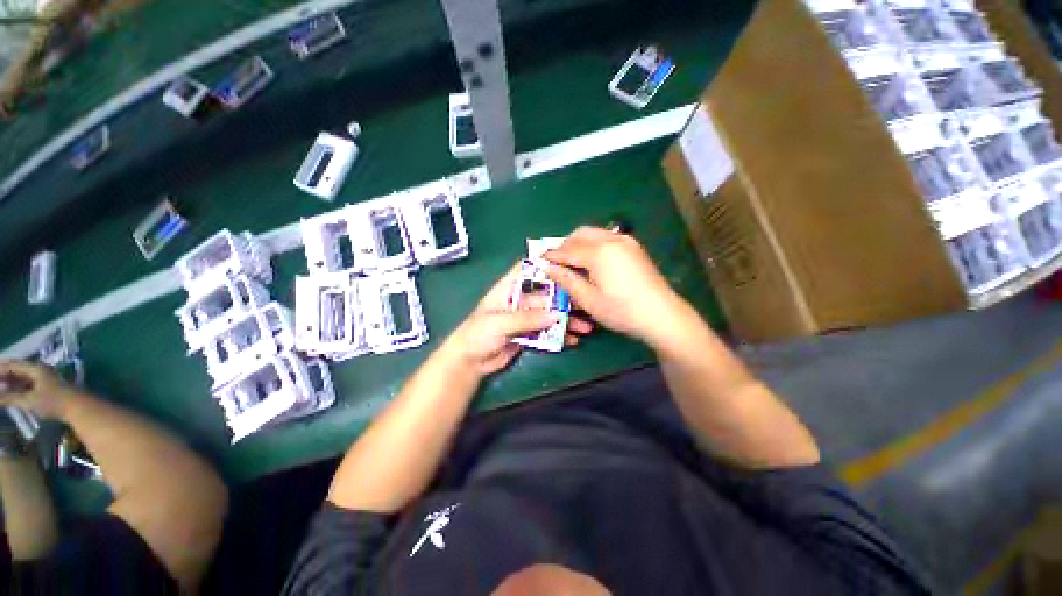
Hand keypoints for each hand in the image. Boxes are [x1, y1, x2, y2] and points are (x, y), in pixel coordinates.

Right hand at [0, 360, 71, 418]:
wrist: (78, 407)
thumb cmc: (54, 402)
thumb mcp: (29, 400)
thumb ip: (10, 398)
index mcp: (36, 368)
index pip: (13, 365)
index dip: (0, 369)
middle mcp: (40, 369)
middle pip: (17, 369)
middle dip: (3, 375)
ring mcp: (45, 377)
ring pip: (22, 377)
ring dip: (10, 381)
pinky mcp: (47, 387)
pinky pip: (28, 384)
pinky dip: (17, 387)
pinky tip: (10, 393)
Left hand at [444, 264, 594, 376]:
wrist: (470, 362)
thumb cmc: (478, 335)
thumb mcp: (500, 323)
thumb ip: (528, 318)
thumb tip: (556, 315)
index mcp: (508, 289)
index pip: (526, 269)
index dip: (543, 264)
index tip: (567, 262)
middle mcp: (519, 300)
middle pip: (545, 294)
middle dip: (565, 300)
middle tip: (585, 304)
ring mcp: (525, 318)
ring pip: (549, 314)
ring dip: (566, 320)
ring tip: (585, 327)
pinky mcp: (528, 334)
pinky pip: (547, 332)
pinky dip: (559, 335)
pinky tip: (572, 340)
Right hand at [544, 227, 691, 348]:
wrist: (661, 314)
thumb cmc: (621, 311)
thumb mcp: (589, 300)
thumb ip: (567, 281)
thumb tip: (549, 268)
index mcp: (598, 252)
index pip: (568, 250)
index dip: (552, 256)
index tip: (540, 260)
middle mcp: (611, 240)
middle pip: (580, 234)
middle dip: (565, 245)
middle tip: (557, 262)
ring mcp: (625, 241)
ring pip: (594, 233)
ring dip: (579, 243)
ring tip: (572, 262)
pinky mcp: (634, 246)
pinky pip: (606, 237)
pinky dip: (593, 244)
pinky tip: (592, 260)